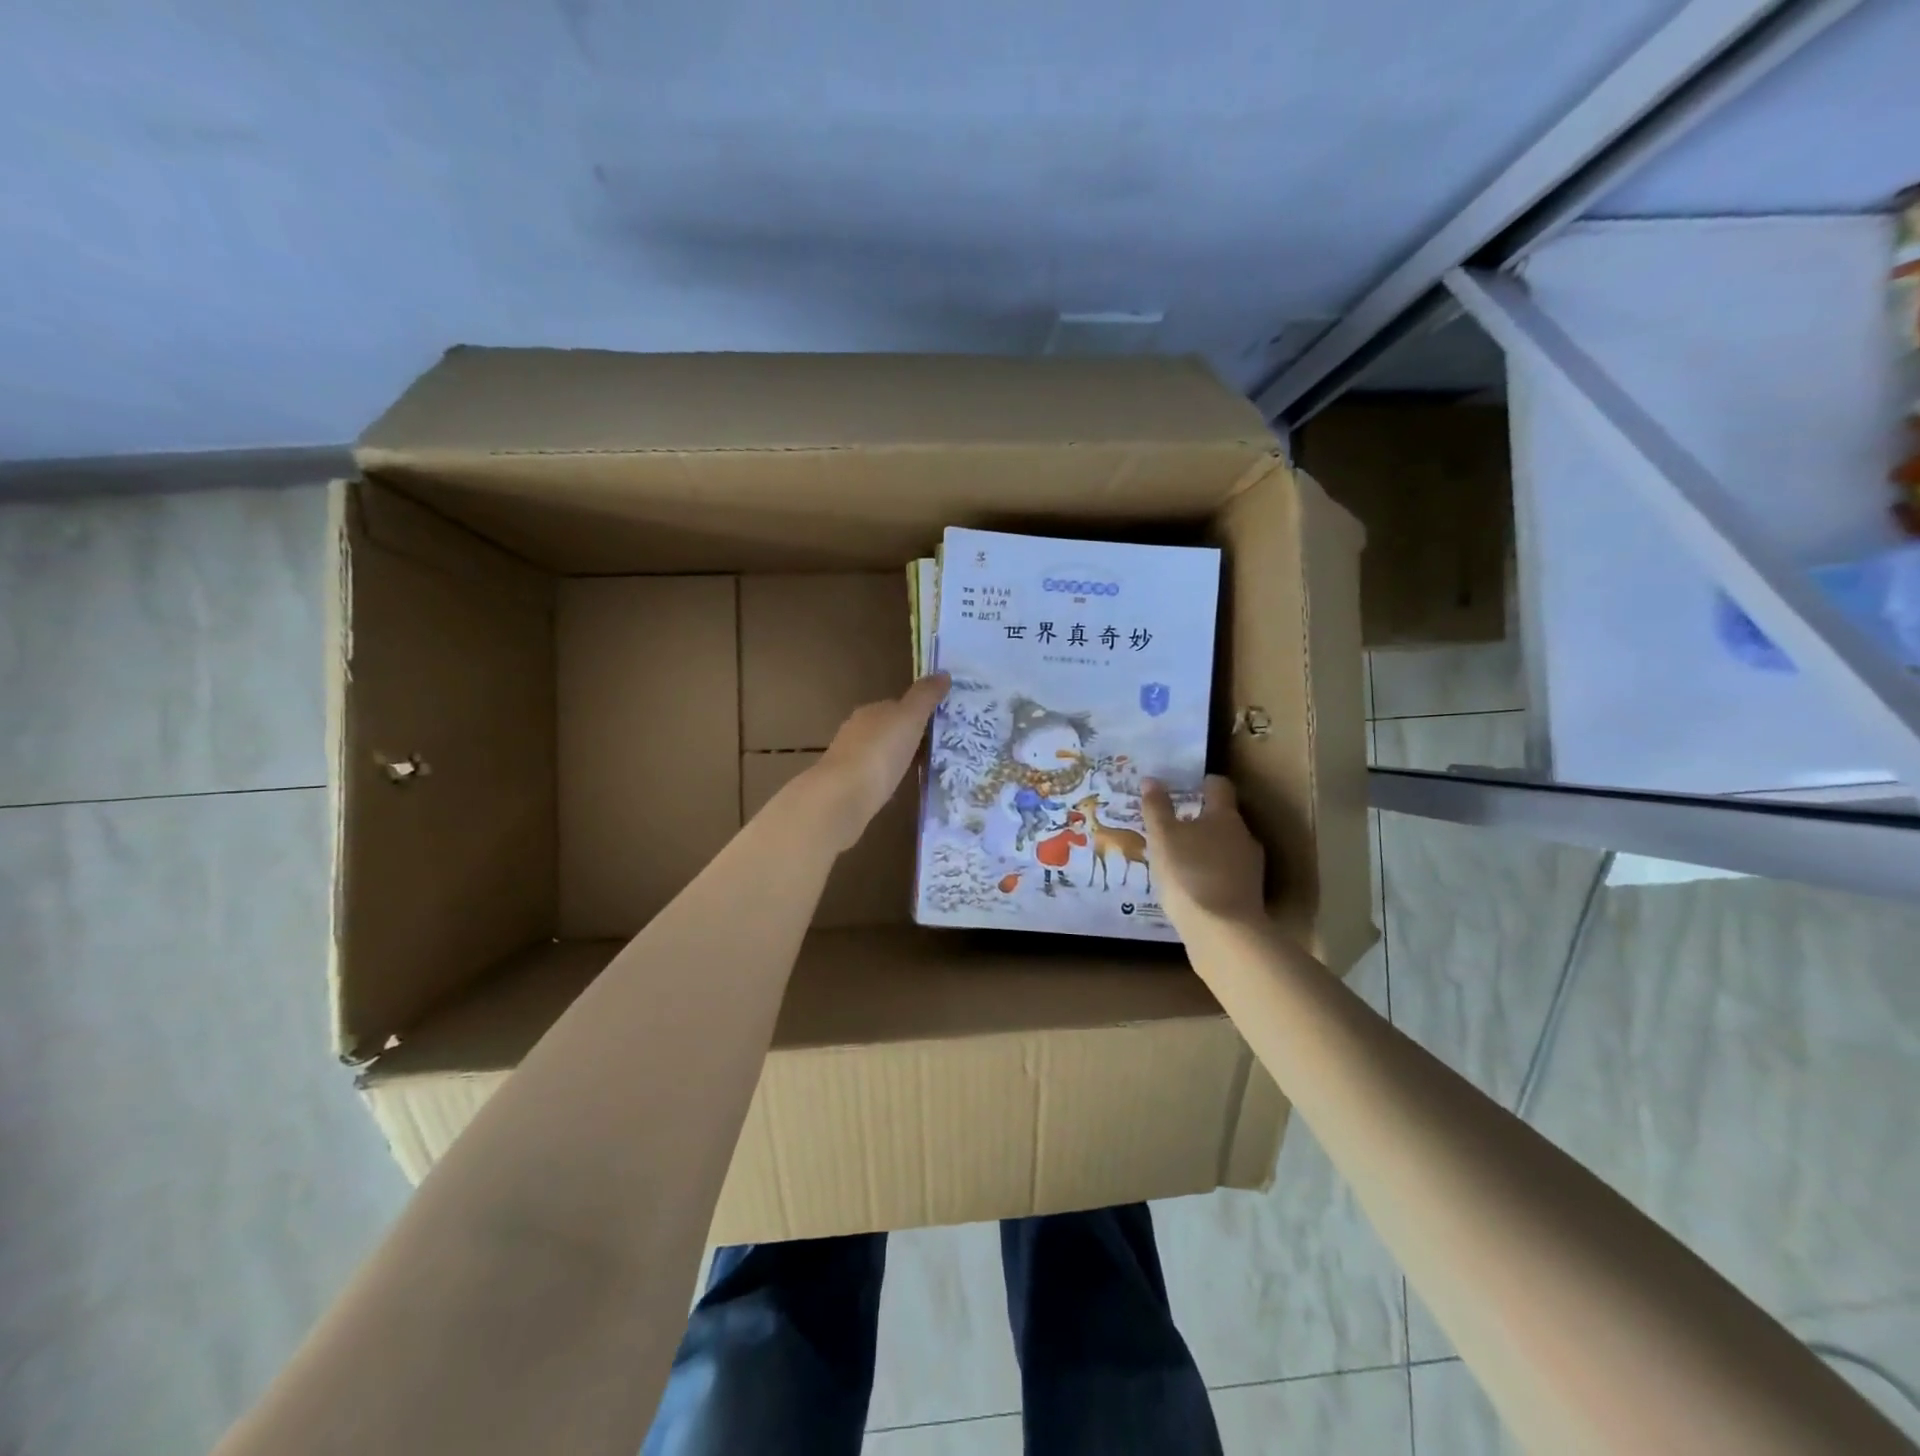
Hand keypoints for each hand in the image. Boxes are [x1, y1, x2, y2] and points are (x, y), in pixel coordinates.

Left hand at [809, 673, 949, 849]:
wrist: (845, 793)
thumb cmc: (881, 750)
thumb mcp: (910, 718)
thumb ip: (925, 696)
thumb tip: (943, 673)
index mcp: (871, 710)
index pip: (896, 705)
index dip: (917, 713)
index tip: (938, 725)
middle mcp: (857, 729)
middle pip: (887, 728)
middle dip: (906, 736)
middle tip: (934, 749)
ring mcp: (850, 757)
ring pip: (879, 751)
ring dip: (895, 757)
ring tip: (920, 768)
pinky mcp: (848, 783)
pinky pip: (873, 774)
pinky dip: (885, 776)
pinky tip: (896, 786)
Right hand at [1140, 774, 1265, 930]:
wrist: (1223, 932)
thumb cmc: (1189, 873)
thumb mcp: (1163, 837)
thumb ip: (1157, 808)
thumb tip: (1152, 779)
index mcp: (1225, 816)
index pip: (1219, 786)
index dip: (1203, 783)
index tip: (1186, 785)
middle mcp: (1244, 836)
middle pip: (1223, 819)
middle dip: (1200, 820)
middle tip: (1173, 827)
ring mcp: (1250, 868)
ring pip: (1225, 848)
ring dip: (1205, 849)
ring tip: (1178, 860)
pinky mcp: (1248, 895)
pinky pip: (1226, 874)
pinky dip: (1210, 874)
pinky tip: (1190, 887)